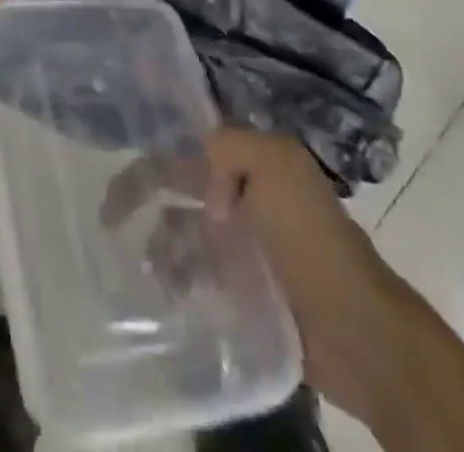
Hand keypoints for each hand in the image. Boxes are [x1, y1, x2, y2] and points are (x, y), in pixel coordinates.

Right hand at [105, 129, 391, 411]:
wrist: (355, 328)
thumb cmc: (311, 238)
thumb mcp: (276, 166)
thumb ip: (230, 147)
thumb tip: (203, 190)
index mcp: (252, 159)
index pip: (192, 137)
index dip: (158, 135)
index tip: (117, 139)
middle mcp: (243, 192)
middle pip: (179, 181)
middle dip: (142, 190)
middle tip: (108, 216)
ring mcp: (242, 242)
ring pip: (183, 229)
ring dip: (160, 242)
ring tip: (153, 267)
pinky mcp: (242, 288)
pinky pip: (196, 273)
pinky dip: (178, 278)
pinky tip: (170, 292)